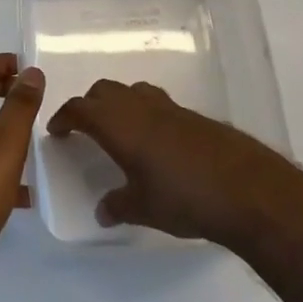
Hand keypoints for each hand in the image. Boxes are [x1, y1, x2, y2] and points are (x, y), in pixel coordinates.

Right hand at [47, 80, 294, 246]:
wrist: (245, 188)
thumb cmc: (184, 197)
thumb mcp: (144, 208)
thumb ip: (118, 206)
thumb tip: (103, 211)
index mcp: (119, 125)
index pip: (81, 108)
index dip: (64, 116)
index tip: (57, 130)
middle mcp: (140, 107)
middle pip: (104, 91)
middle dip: (89, 105)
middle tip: (84, 128)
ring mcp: (169, 107)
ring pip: (133, 91)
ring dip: (118, 103)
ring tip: (118, 130)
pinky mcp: (193, 115)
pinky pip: (157, 103)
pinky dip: (145, 112)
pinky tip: (154, 141)